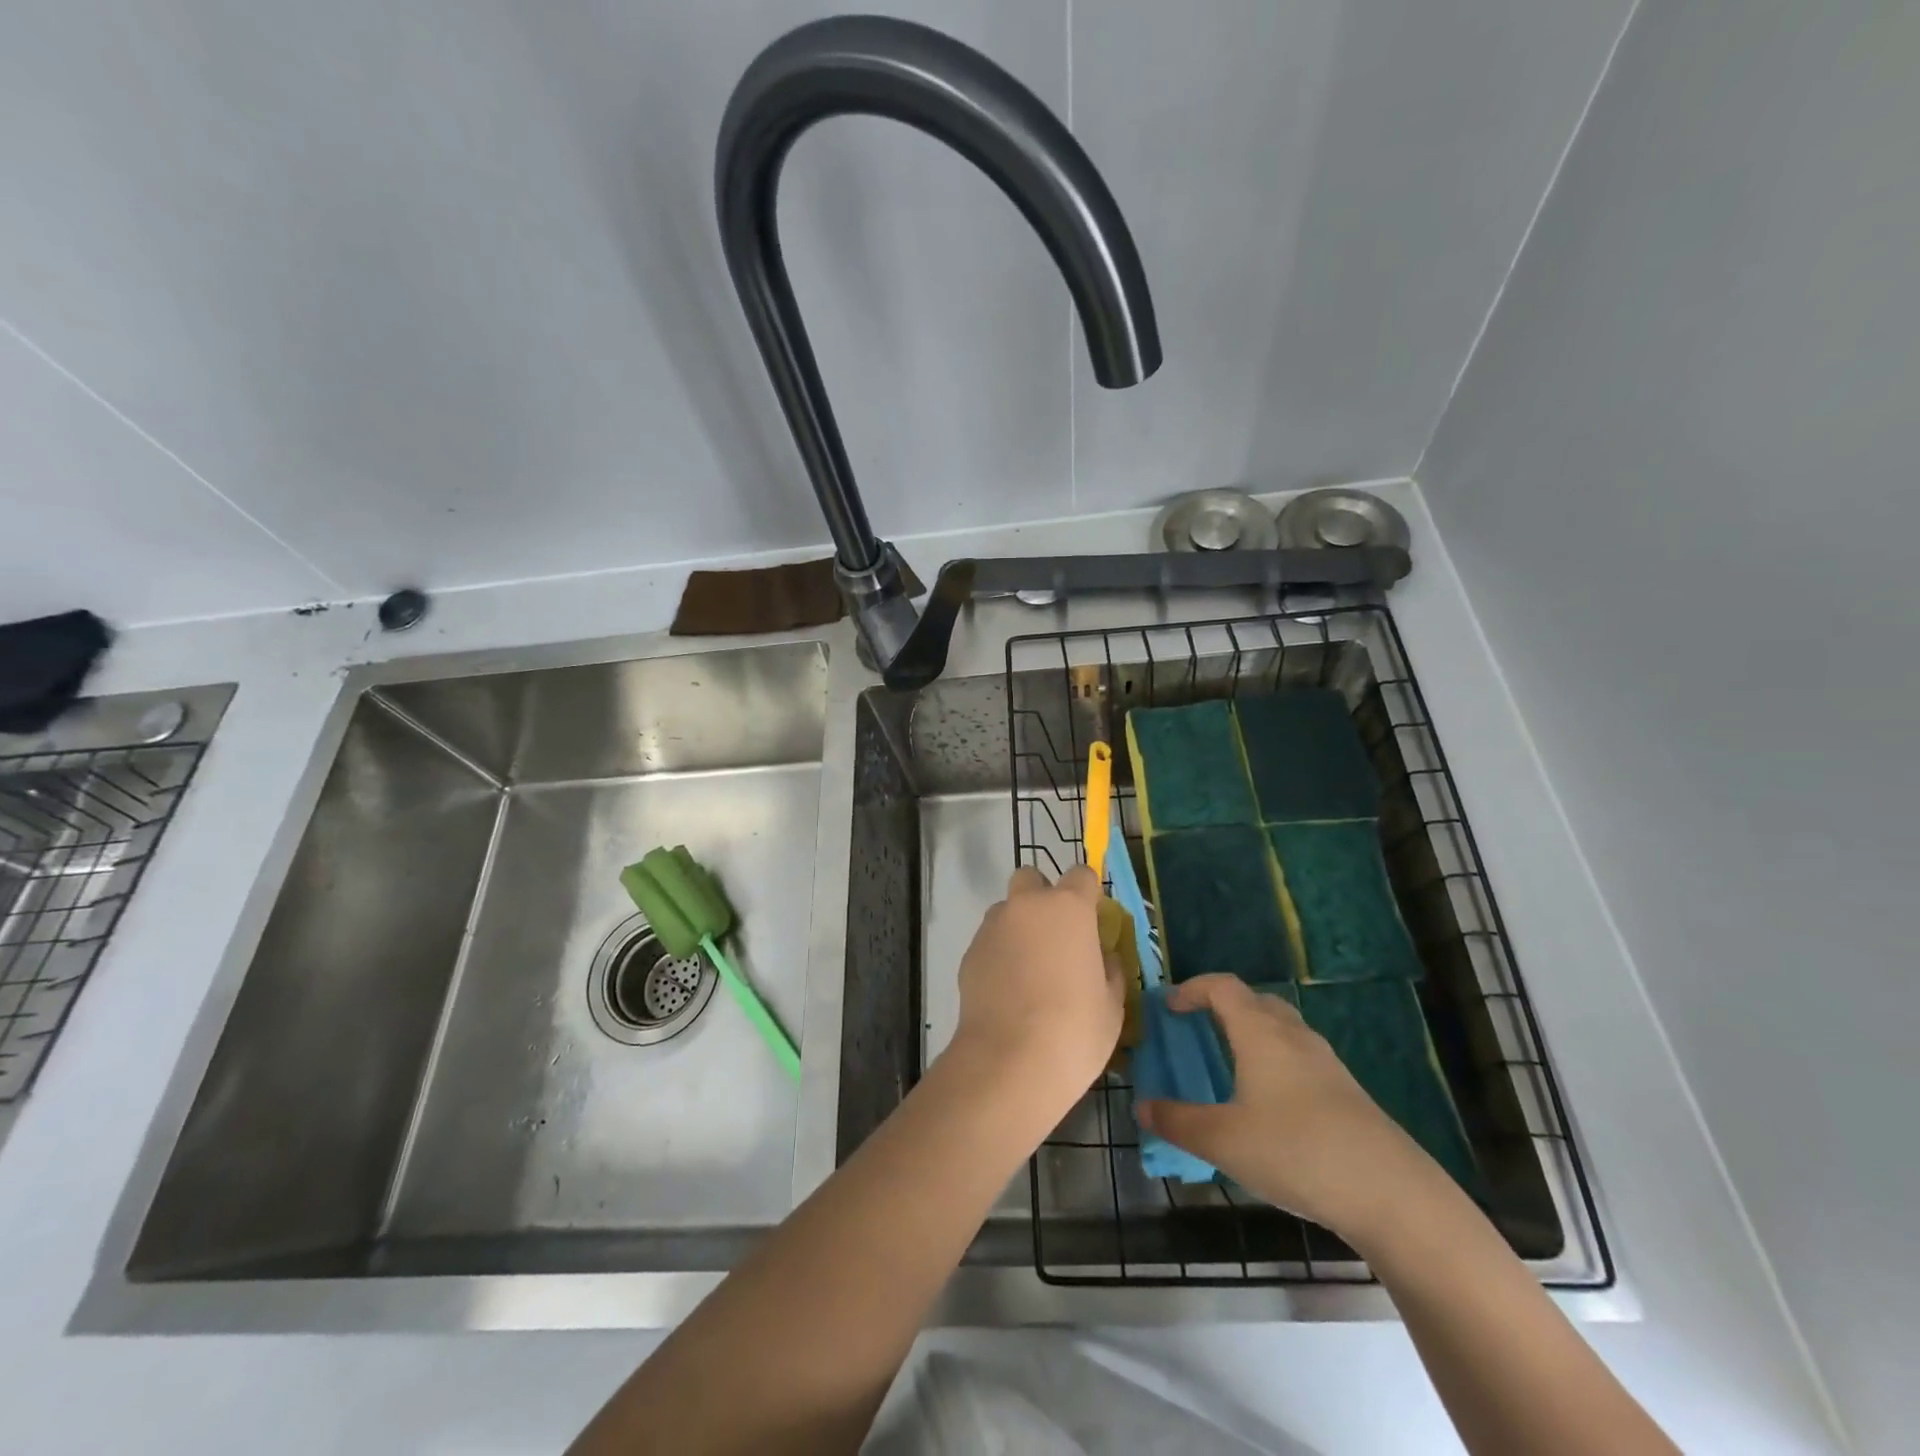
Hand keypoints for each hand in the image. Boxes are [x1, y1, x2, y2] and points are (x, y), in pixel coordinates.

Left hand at [947, 865, 1124, 1113]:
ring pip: (1006, 909)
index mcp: (1068, 908)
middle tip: (1055, 936)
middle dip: (1042, 896)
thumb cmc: (1074, 1030)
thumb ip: (1109, 968)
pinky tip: (1008, 990)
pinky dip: (1000, 954)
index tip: (1093, 919)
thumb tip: (1102, 956)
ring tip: (1029, 969)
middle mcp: (1026, 906)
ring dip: (1019, 926)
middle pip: (1031, 878)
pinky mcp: (969, 952)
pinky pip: (990, 940)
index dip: (1088, 893)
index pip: (1081, 874)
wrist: (1009, 1062)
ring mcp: (992, 927)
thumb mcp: (1112, 1004)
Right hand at [1134, 974, 1440, 1242]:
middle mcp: (1293, 1035)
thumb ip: (1178, 1122)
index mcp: (1260, 1032)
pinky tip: (1269, 1105)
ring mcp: (1326, 1063)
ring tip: (1230, 1066)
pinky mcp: (1346, 1092)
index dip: (1192, 988)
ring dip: (1252, 1034)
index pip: (1222, 986)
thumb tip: (1142, 1108)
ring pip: (1281, 1029)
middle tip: (1198, 1030)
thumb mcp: (1223, 1141)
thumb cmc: (1296, 1151)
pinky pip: (1300, 1058)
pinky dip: (1275, 1062)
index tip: (1169, 1007)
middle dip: (1223, 1007)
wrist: (1391, 1194)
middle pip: (1255, 1000)